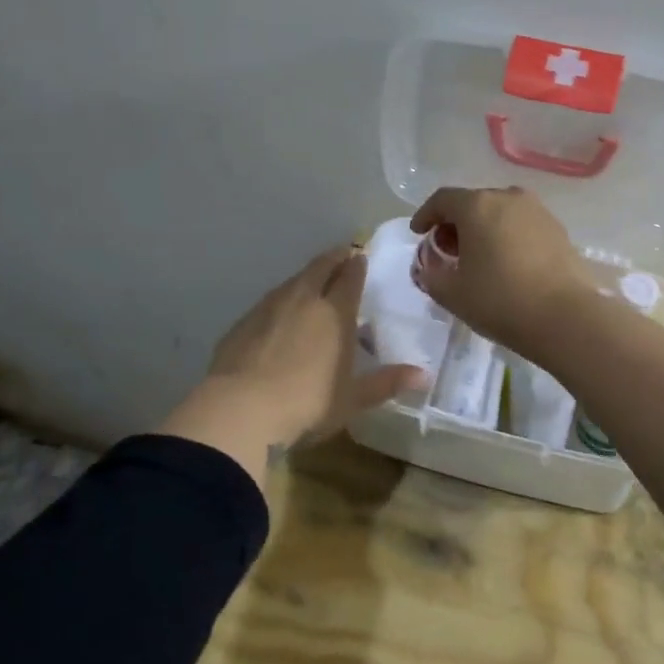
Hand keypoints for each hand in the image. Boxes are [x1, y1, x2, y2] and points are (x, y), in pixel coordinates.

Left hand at [203, 245, 426, 450]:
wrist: (239, 409)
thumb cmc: (307, 403)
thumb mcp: (352, 399)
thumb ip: (387, 382)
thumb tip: (424, 376)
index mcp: (335, 312)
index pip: (350, 277)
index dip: (357, 264)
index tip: (360, 255)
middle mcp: (304, 299)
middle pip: (320, 267)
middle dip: (334, 258)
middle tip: (342, 254)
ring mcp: (270, 307)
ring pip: (293, 280)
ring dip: (307, 276)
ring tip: (314, 281)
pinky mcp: (244, 321)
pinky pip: (270, 300)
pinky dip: (282, 298)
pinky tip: (281, 313)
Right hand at [408, 187, 590, 356]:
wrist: (567, 317)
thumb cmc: (501, 300)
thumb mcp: (452, 294)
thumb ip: (431, 276)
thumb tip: (428, 268)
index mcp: (477, 205)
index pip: (442, 199)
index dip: (426, 215)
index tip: (418, 233)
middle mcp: (508, 198)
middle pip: (473, 202)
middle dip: (455, 223)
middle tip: (447, 250)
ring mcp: (537, 211)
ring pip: (500, 211)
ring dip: (483, 228)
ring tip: (478, 256)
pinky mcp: (558, 228)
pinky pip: (522, 224)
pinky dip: (507, 235)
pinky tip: (507, 262)